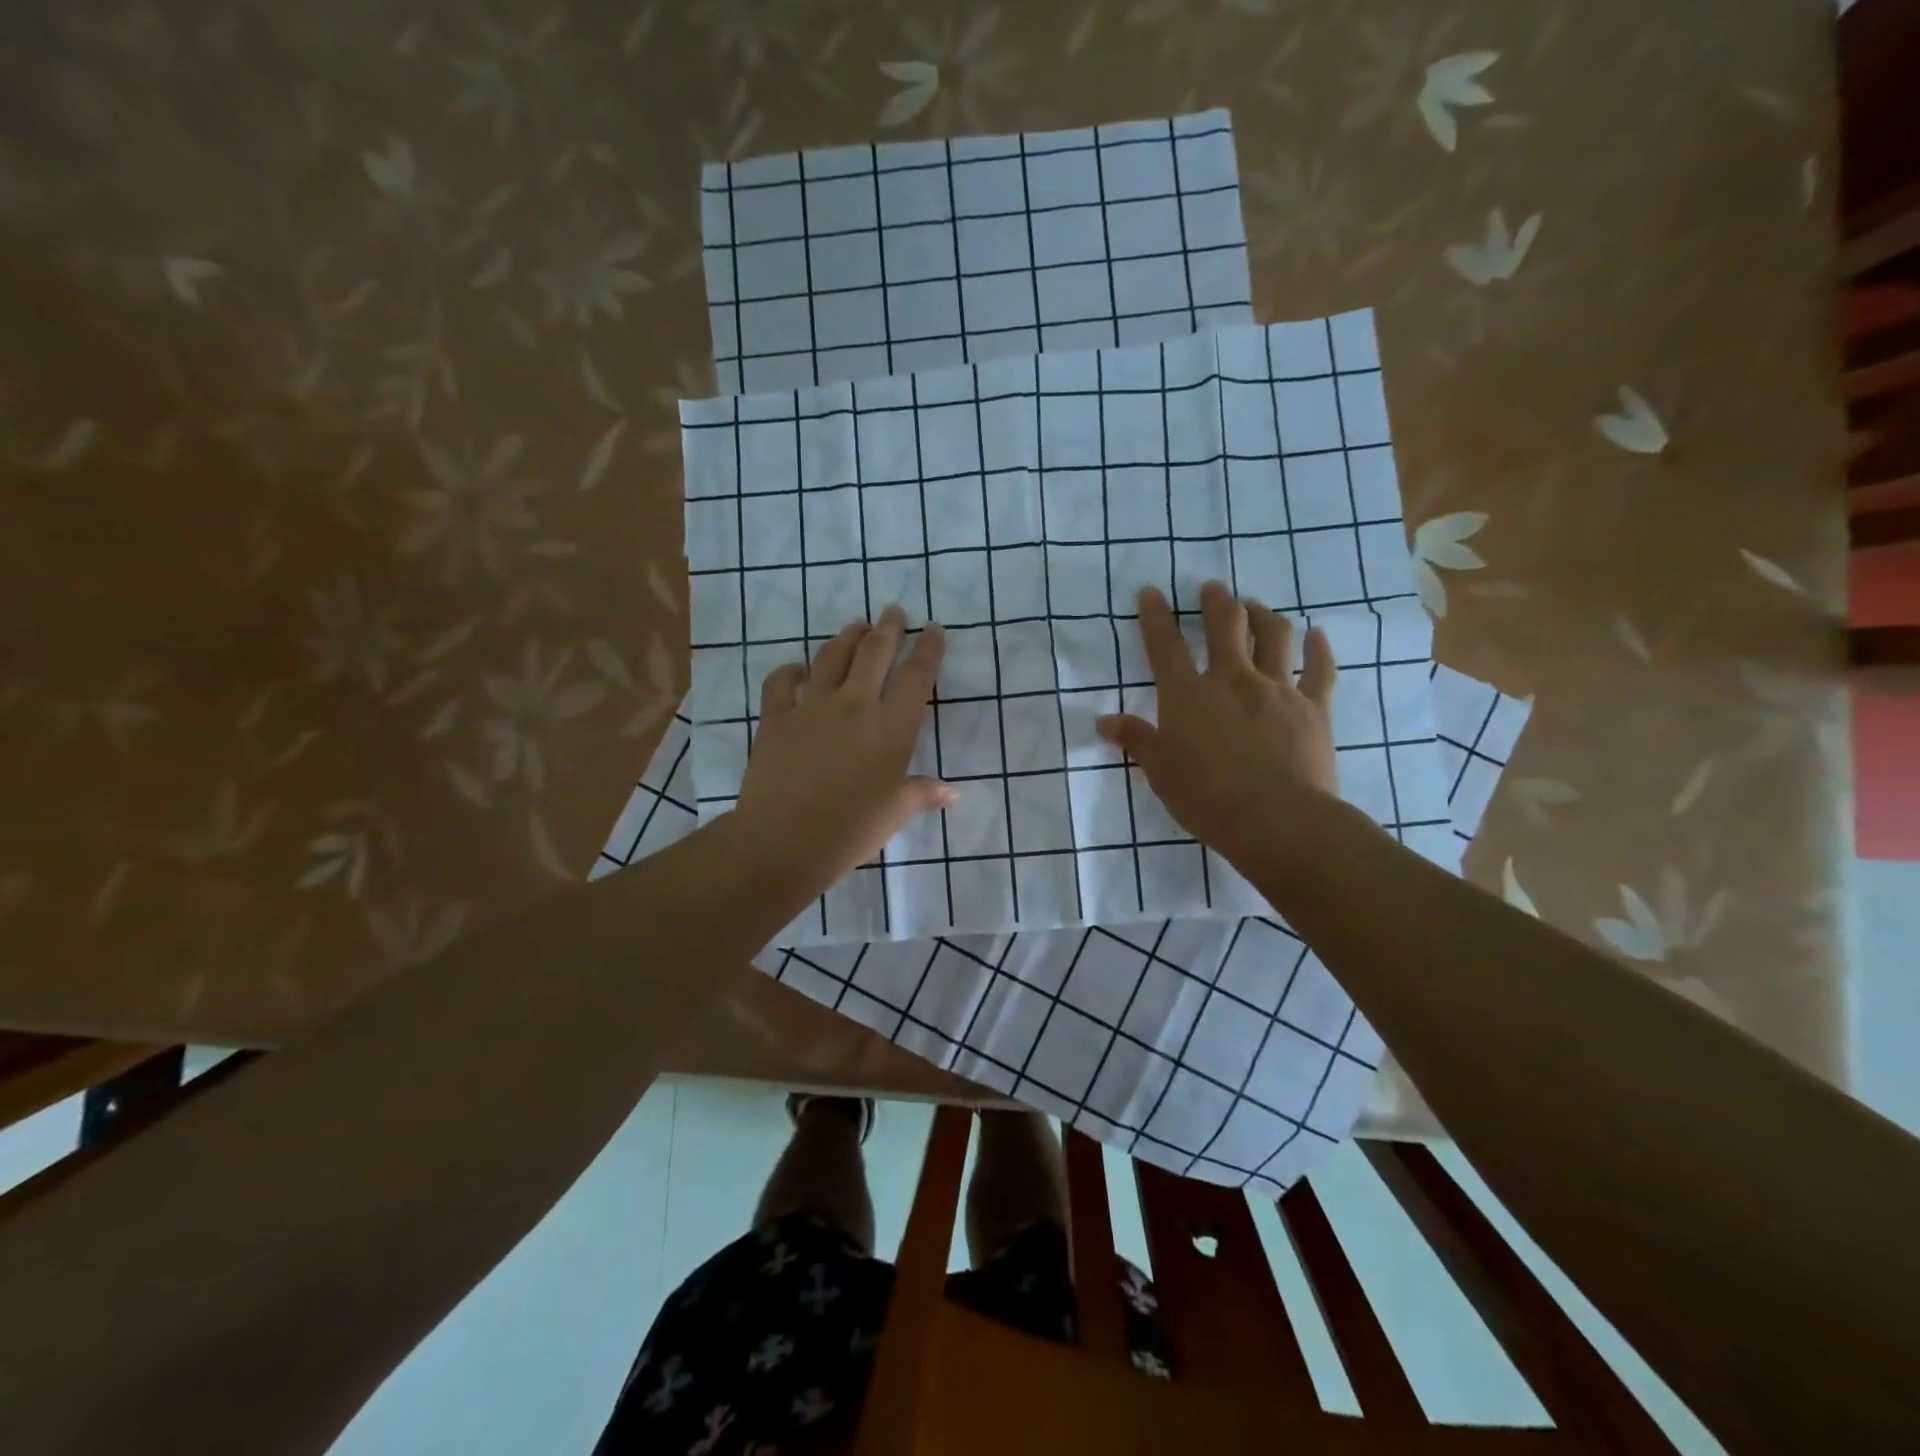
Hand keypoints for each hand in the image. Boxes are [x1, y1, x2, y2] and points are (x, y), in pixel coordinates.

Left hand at [731, 604, 950, 892]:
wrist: (784, 841)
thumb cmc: (851, 830)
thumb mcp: (894, 812)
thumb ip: (922, 793)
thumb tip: (952, 792)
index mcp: (892, 727)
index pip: (917, 676)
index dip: (928, 649)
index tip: (933, 630)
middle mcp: (855, 704)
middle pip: (875, 652)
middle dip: (889, 627)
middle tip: (894, 610)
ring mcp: (812, 706)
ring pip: (832, 657)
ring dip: (847, 636)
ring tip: (857, 625)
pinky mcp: (776, 717)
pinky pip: (782, 682)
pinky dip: (791, 670)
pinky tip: (798, 669)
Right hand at [1096, 581, 1338, 872]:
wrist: (1277, 820)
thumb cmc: (1207, 799)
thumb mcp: (1160, 772)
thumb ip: (1135, 740)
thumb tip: (1103, 721)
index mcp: (1188, 695)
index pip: (1165, 646)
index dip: (1155, 616)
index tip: (1151, 592)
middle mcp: (1232, 680)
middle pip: (1225, 625)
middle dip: (1216, 601)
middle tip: (1212, 588)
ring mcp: (1277, 689)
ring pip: (1274, 636)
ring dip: (1263, 614)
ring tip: (1255, 605)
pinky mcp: (1313, 707)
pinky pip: (1320, 669)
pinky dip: (1319, 648)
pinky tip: (1318, 635)